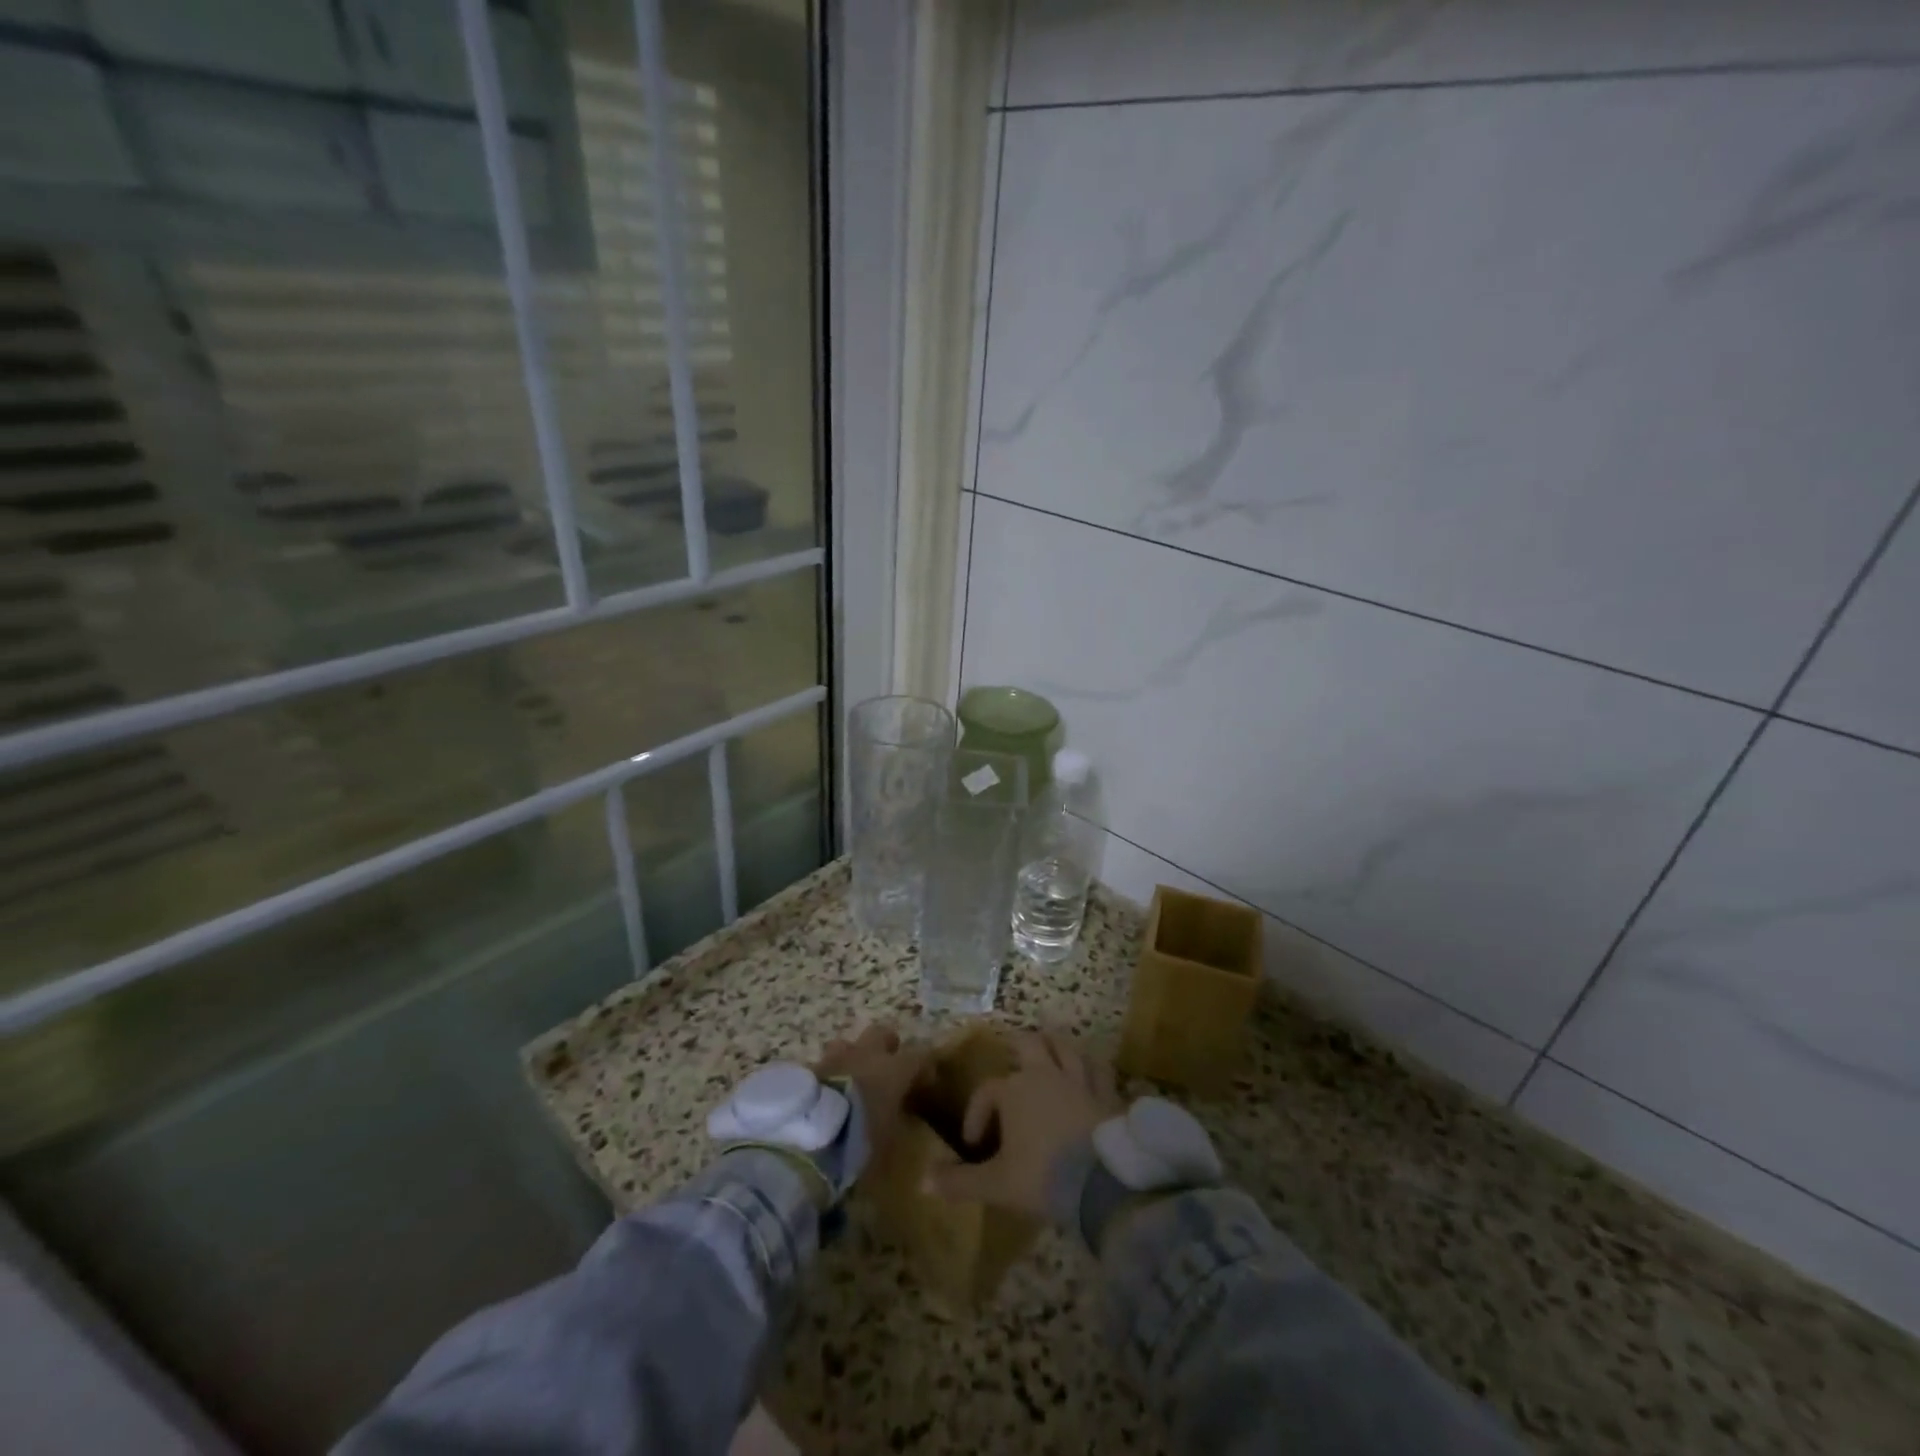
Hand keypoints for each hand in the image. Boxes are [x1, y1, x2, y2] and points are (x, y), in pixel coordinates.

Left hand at [815, 1024, 926, 1169]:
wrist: (808, 1135)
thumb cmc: (858, 1139)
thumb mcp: (888, 1143)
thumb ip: (898, 1125)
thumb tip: (902, 1122)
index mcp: (893, 1070)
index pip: (919, 1055)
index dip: (924, 1066)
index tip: (926, 1081)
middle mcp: (866, 1055)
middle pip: (882, 1033)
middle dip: (886, 1045)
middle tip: (888, 1066)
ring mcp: (835, 1058)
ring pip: (848, 1043)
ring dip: (853, 1056)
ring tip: (852, 1078)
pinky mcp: (809, 1068)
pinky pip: (824, 1064)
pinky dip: (829, 1074)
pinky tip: (827, 1093)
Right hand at [924, 1031, 1121, 1218]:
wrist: (1102, 1183)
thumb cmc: (1042, 1177)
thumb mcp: (996, 1184)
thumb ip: (959, 1181)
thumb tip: (922, 1182)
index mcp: (1015, 1090)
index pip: (988, 1091)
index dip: (977, 1112)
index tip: (974, 1144)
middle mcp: (1046, 1074)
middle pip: (1030, 1044)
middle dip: (1018, 1046)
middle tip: (1012, 1054)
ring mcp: (1080, 1081)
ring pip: (1067, 1049)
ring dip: (1056, 1048)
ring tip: (1050, 1054)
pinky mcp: (1107, 1095)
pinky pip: (1101, 1071)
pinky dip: (1093, 1069)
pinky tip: (1091, 1075)